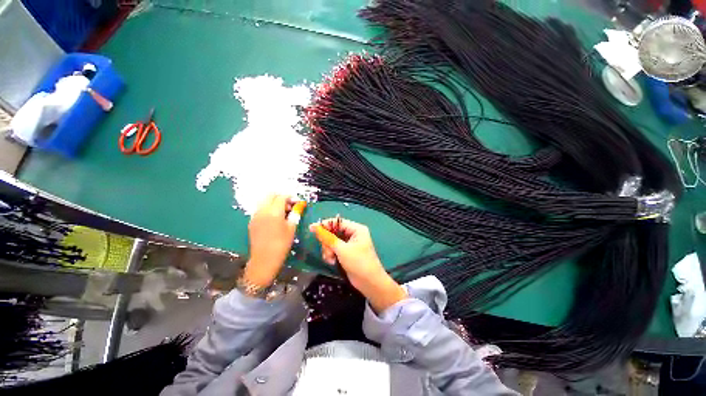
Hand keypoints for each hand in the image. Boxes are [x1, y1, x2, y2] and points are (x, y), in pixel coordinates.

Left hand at [244, 194, 296, 286]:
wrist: (264, 260)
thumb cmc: (282, 244)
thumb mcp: (292, 228)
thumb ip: (295, 213)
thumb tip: (300, 204)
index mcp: (274, 211)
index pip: (282, 196)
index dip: (290, 197)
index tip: (296, 202)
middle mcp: (263, 210)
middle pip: (271, 195)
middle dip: (281, 197)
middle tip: (289, 205)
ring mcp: (255, 215)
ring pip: (264, 201)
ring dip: (274, 202)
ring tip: (282, 212)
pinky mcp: (252, 221)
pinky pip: (260, 209)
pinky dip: (268, 208)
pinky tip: (274, 218)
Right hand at [309, 218, 406, 312]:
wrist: (370, 283)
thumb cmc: (359, 263)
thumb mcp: (342, 250)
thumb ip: (328, 238)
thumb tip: (315, 227)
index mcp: (356, 229)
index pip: (338, 222)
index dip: (325, 225)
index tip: (312, 229)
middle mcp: (353, 234)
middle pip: (333, 232)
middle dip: (328, 242)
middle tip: (328, 252)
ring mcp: (349, 244)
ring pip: (332, 241)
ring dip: (328, 250)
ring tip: (331, 259)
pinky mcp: (346, 252)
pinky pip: (334, 249)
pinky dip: (331, 255)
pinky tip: (332, 262)